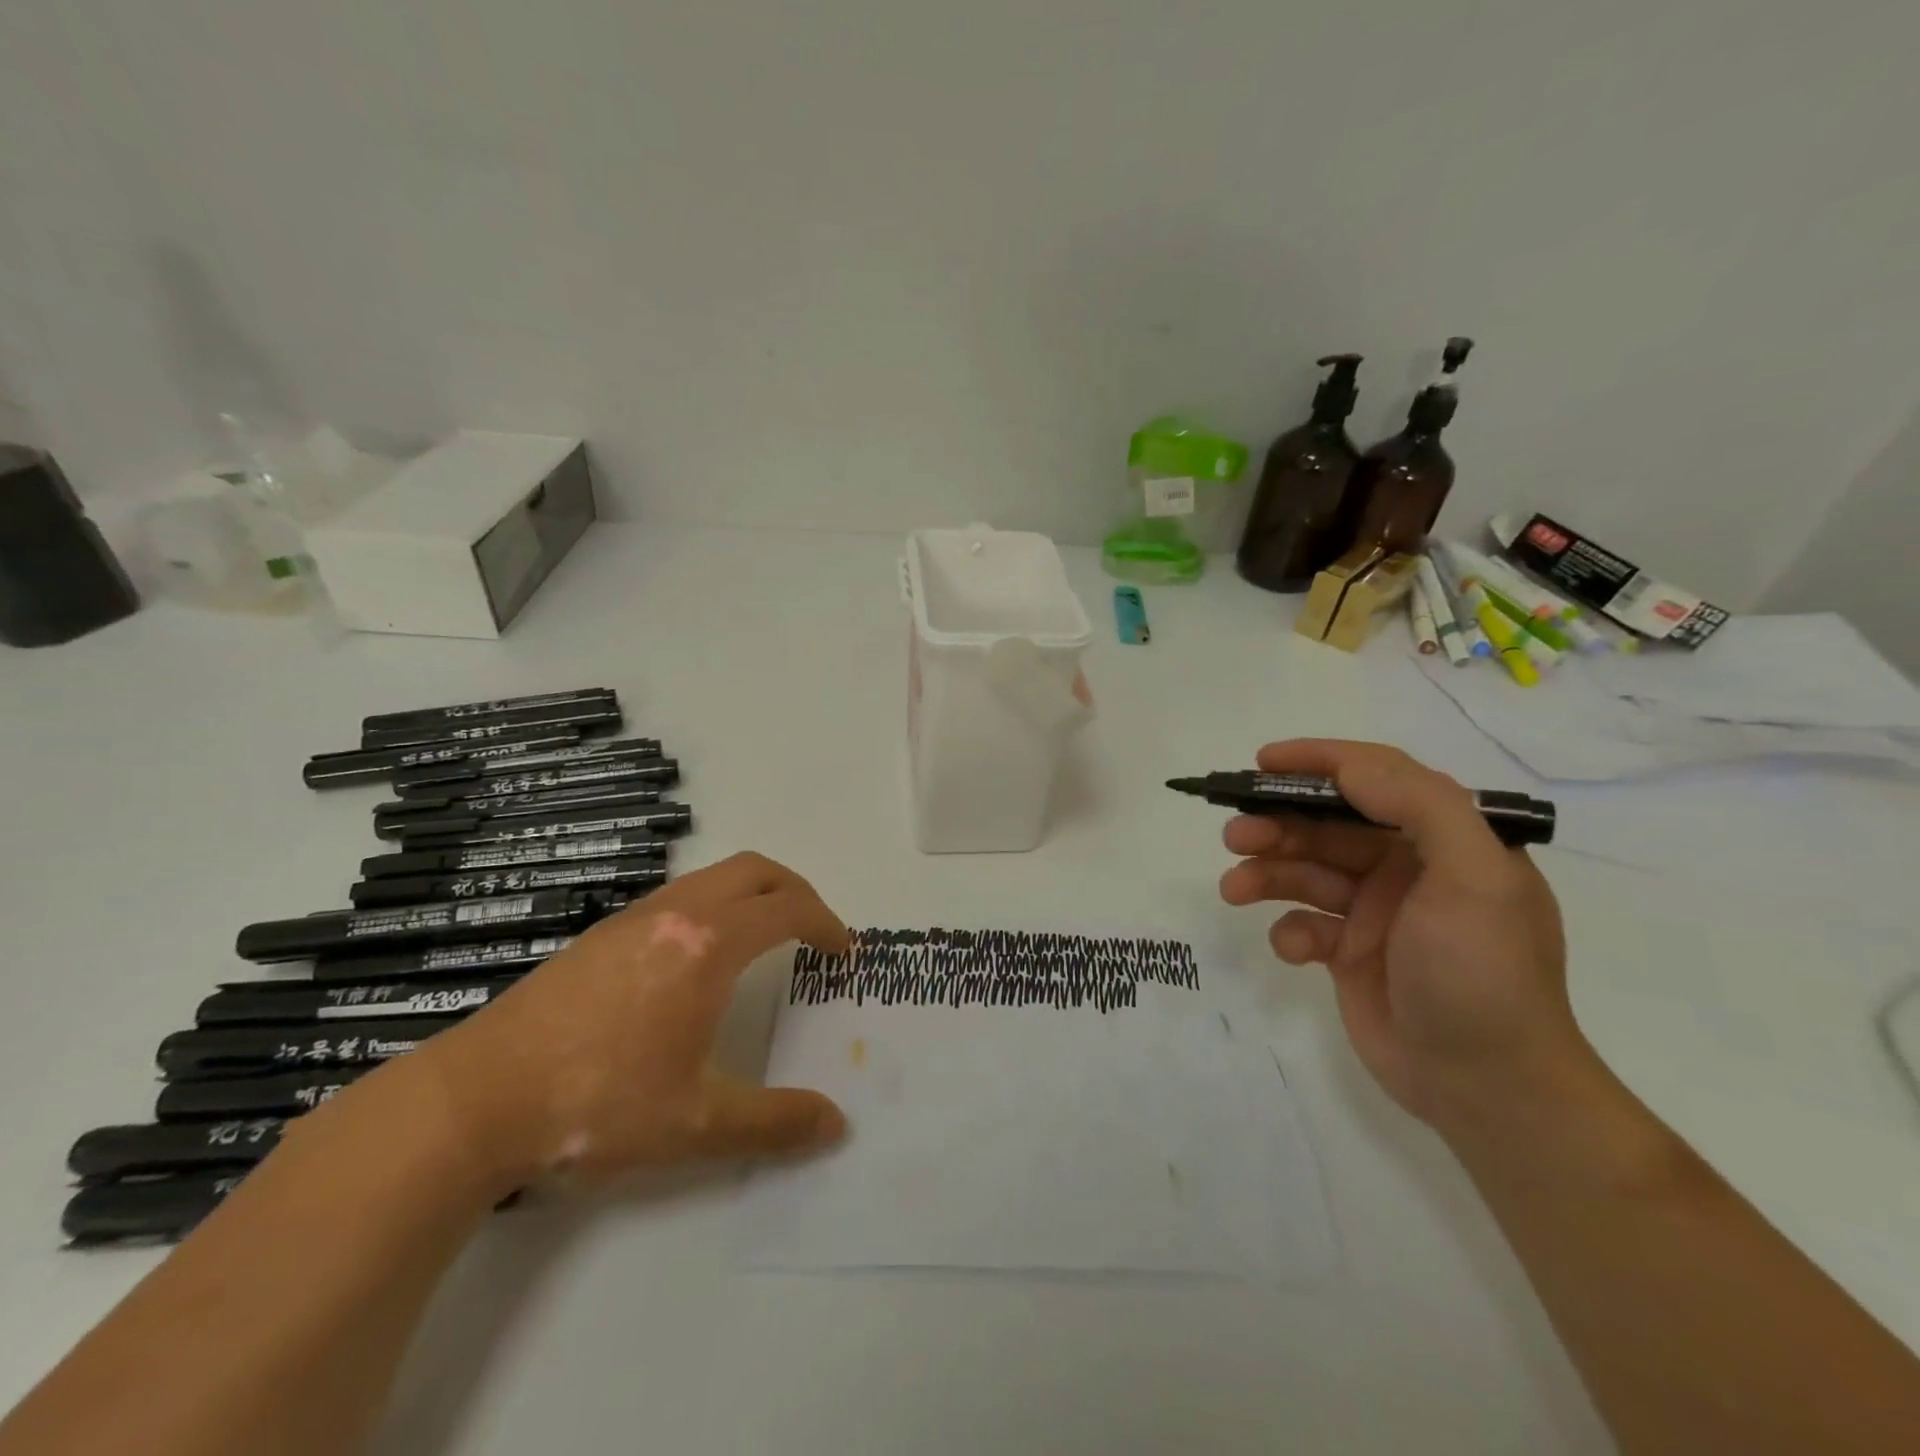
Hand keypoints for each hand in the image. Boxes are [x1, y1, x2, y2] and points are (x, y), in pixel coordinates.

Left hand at [413, 852, 851, 1189]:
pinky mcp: (601, 934)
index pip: (788, 909)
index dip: (827, 924)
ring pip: (712, 877)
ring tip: (764, 941)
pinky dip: (714, 906)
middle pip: (754, 870)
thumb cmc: (596, 1106)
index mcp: (707, 945)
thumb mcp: (695, 1124)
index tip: (843, 953)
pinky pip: (679, 895)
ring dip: (752, 895)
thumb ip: (774, 1122)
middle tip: (814, 930)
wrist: (474, 1102)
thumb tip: (836, 1124)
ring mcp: (632, 918)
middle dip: (797, 890)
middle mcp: (675, 914)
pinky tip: (698, 961)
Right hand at [1219, 740, 1588, 1132]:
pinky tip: (1292, 949)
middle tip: (1235, 835)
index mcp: (1445, 840)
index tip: (1264, 762)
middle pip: (1326, 824)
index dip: (1319, 761)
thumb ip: (1422, 808)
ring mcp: (1375, 911)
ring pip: (1304, 871)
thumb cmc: (1481, 973)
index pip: (1378, 778)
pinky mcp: (1349, 951)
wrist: (1486, 1087)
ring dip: (1265, 872)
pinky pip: (1303, 923)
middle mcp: (1407, 867)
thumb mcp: (1474, 879)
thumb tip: (1351, 769)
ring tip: (1233, 888)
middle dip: (1276, 824)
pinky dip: (1288, 929)